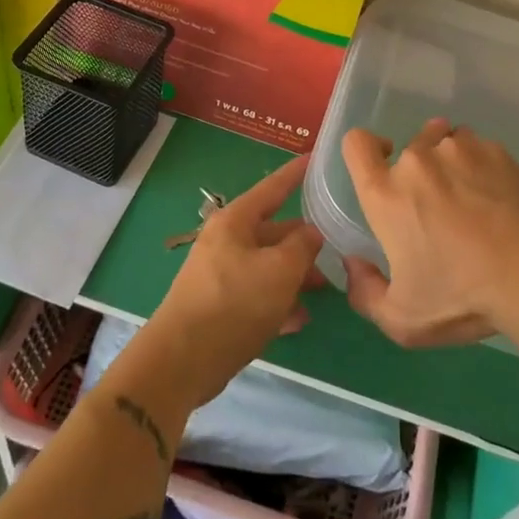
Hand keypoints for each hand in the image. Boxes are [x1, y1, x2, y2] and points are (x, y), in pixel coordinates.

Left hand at [142, 154, 324, 410]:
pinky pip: (256, 295)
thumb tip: (311, 233)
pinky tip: (300, 320)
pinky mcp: (219, 307)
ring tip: (323, 289)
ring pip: (267, 266)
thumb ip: (302, 247)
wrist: (182, 361)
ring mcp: (220, 275)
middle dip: (303, 243)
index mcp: (235, 222)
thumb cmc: (235, 303)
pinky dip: (278, 303)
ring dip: (294, 276)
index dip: (295, 174)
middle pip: (272, 232)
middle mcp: (226, 242)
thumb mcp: (280, 271)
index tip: (315, 158)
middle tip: (336, 250)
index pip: (272, 188)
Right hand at [341, 119, 518, 346]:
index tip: (382, 168)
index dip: (365, 150)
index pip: (357, 144)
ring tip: (472, 199)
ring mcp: (460, 150)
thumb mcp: (403, 320)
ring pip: (446, 143)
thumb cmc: (461, 297)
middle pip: (408, 147)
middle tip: (441, 209)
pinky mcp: (497, 152)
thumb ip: (365, 293)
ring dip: (451, 164)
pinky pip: (480, 149)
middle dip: (419, 171)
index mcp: (386, 194)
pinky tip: (499, 199)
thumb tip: (354, 263)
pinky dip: (483, 167)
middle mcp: (417, 161)